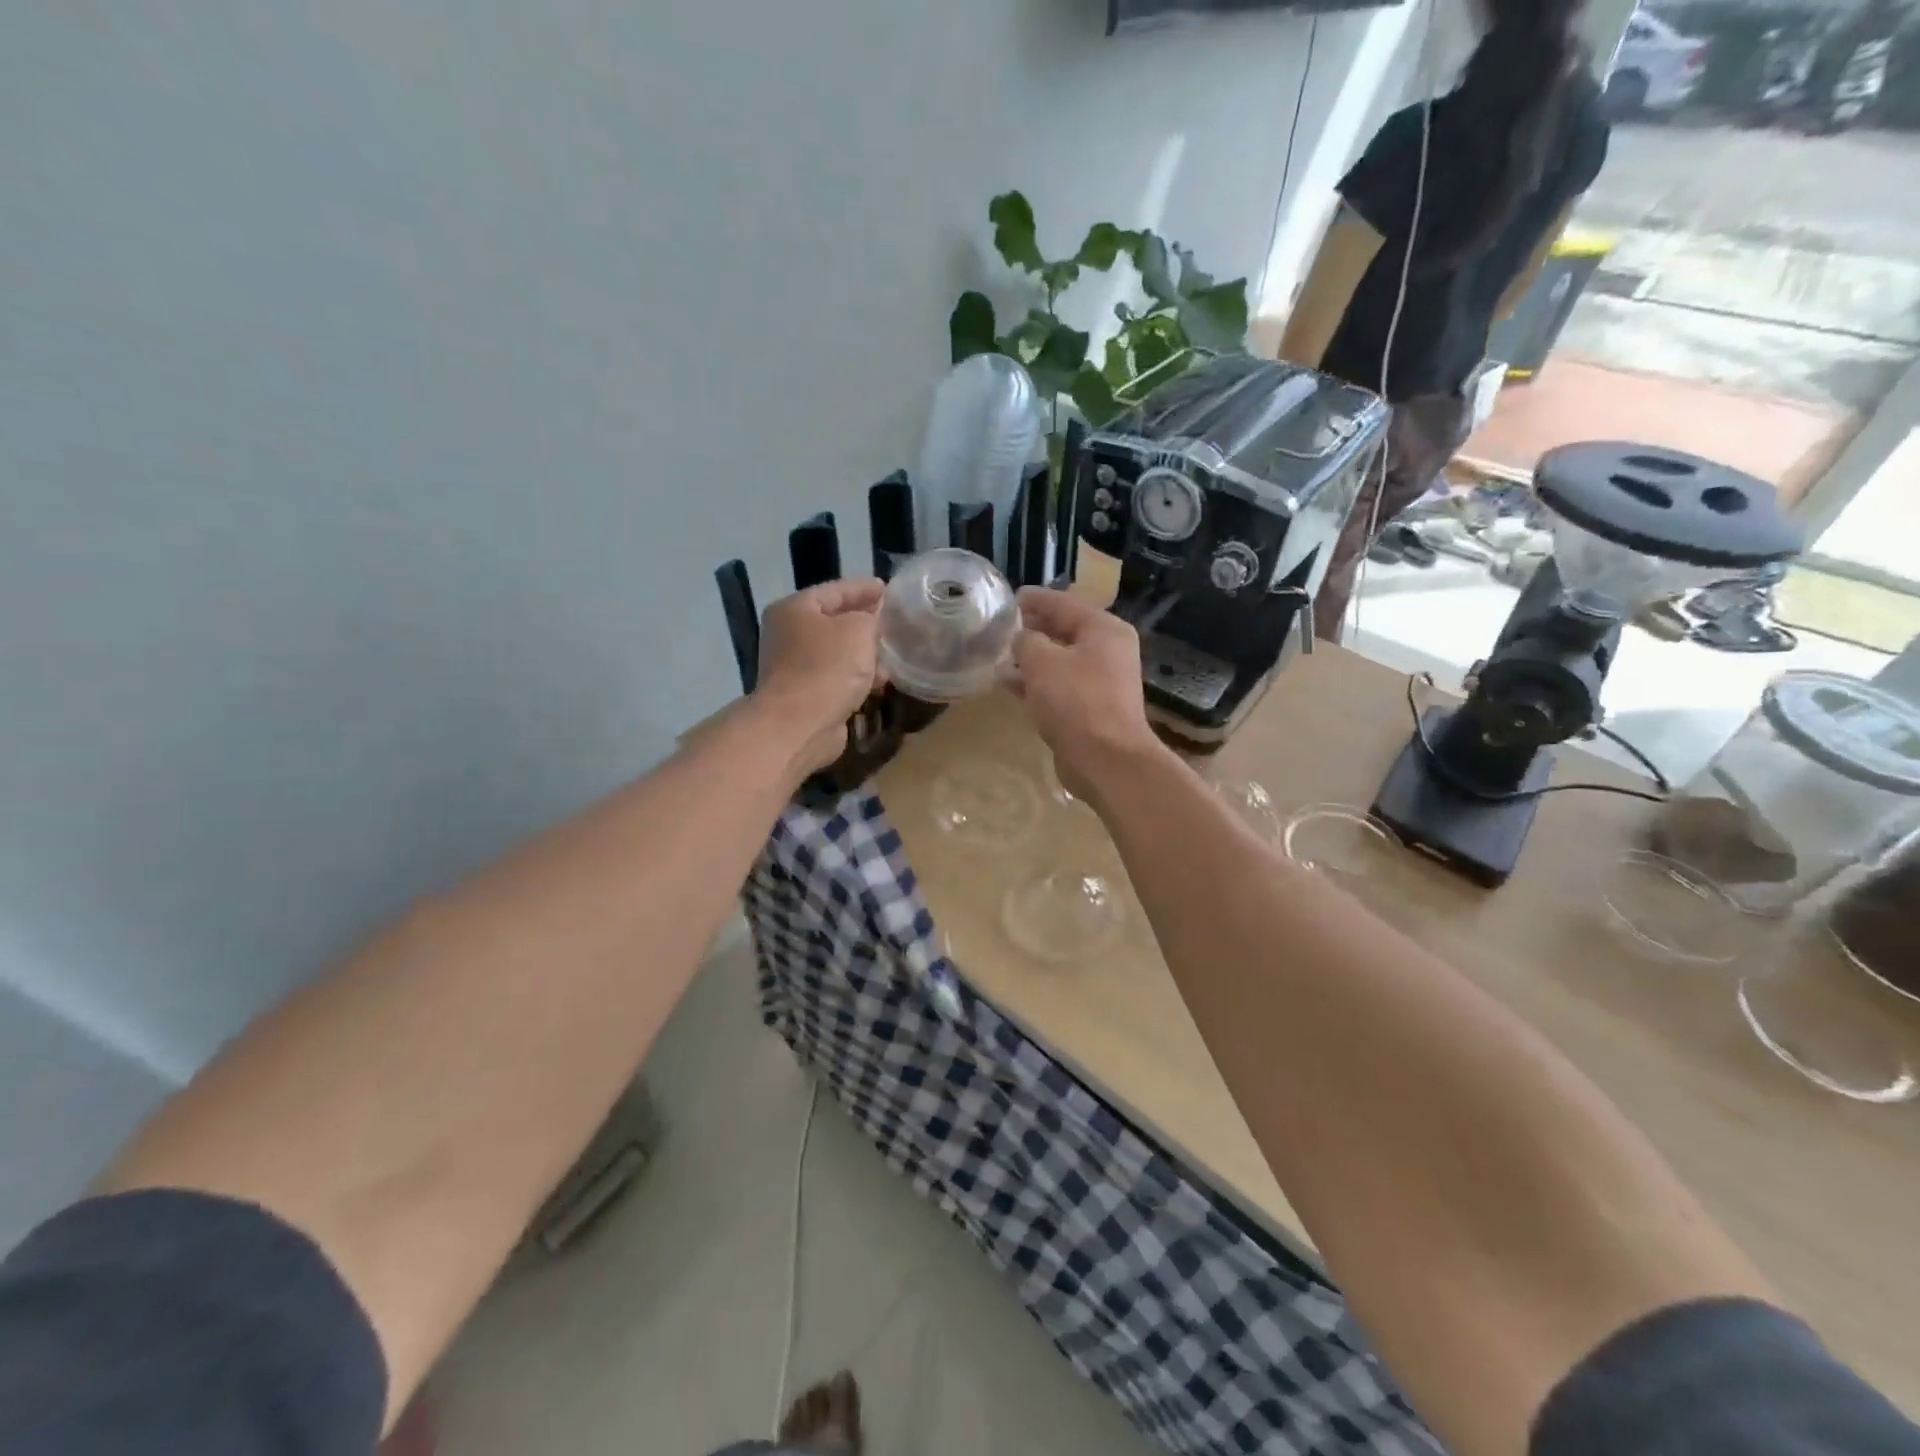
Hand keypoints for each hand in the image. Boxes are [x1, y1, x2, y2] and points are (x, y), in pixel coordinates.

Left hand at [754, 578, 885, 774]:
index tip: (887, 588)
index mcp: (794, 609)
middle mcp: (789, 634)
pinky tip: (880, 680)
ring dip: (864, 652)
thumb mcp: (858, 630)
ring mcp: (795, 666)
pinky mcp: (806, 694)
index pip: (835, 590)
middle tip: (893, 620)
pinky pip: (838, 676)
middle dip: (865, 621)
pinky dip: (858, 676)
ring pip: (838, 651)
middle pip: (834, 621)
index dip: (863, 588)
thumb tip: (872, 619)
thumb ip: (871, 616)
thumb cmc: (828, 668)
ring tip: (893, 652)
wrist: (799, 725)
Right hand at [1012, 588, 1162, 799]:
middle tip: (999, 627)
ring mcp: (1100, 682)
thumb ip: (1026, 641)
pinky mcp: (1090, 709)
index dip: (1034, 600)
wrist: (1106, 760)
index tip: (1007, 598)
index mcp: (1104, 629)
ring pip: (1059, 661)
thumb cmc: (1076, 702)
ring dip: (1031, 659)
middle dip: (1031, 630)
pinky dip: (1036, 684)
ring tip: (998, 655)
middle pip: (1063, 631)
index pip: (1063, 603)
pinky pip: (1059, 686)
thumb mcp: (1042, 662)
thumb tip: (1021, 638)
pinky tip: (1009, 685)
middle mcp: (1107, 651)